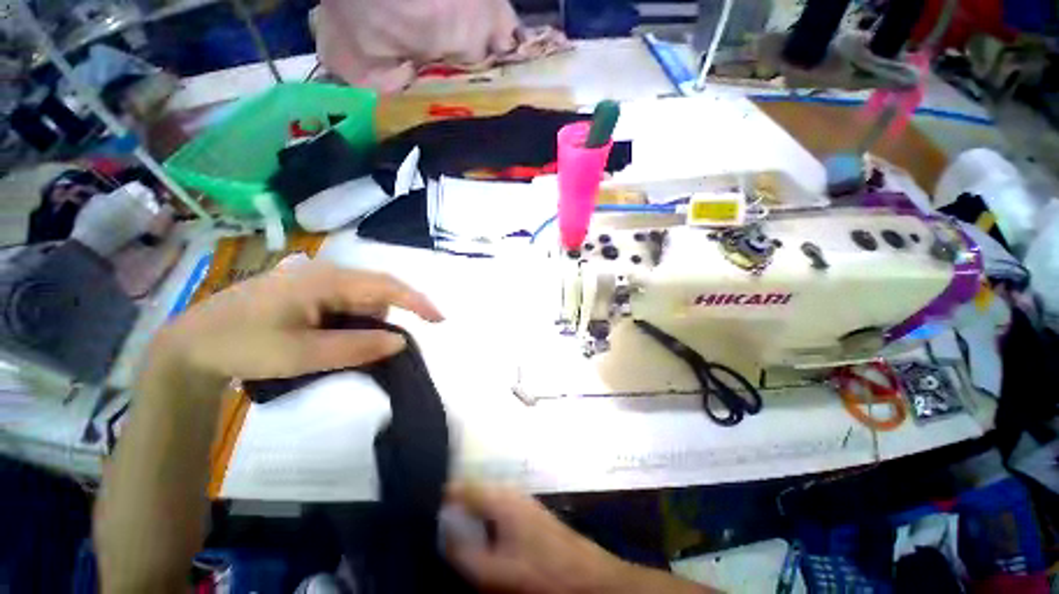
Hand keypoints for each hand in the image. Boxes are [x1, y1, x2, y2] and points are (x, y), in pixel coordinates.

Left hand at [150, 262, 442, 384]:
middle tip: (379, 347)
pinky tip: (333, 337)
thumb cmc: (243, 346)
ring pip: (361, 297)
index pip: (387, 285)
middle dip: (388, 316)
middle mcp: (324, 273)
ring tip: (343, 346)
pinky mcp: (305, 291)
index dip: (417, 301)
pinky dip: (351, 320)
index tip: (439, 320)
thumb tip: (400, 341)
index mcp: (326, 280)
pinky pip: (344, 301)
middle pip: (376, 289)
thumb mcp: (303, 354)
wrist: (189, 347)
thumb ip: (357, 346)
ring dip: (366, 321)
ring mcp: (313, 280)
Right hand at [444, 483, 630, 593]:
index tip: (424, 511)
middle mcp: (509, 490)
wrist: (584, 573)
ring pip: (485, 499)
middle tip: (438, 527)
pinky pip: (497, 508)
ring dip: (469, 512)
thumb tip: (442, 530)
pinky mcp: (527, 511)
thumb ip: (463, 552)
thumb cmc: (539, 571)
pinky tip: (483, 537)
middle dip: (454, 505)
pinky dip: (484, 518)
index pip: (461, 486)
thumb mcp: (494, 571)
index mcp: (499, 497)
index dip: (441, 496)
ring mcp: (520, 499)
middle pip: (473, 490)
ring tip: (456, 533)